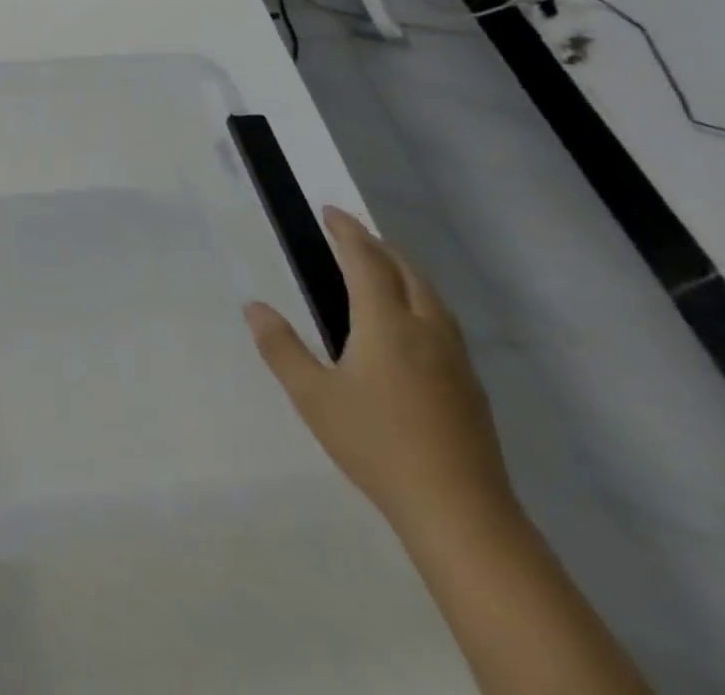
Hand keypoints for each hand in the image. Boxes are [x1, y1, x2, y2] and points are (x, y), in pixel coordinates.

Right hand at [243, 207, 513, 540]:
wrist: (461, 513)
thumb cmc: (377, 445)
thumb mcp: (312, 396)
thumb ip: (280, 347)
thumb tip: (254, 306)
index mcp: (386, 323)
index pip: (366, 260)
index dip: (348, 231)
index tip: (330, 211)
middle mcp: (425, 329)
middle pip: (406, 270)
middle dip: (378, 245)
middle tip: (351, 234)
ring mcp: (455, 358)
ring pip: (431, 295)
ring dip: (404, 270)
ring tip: (381, 267)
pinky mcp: (470, 385)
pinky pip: (443, 320)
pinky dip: (421, 299)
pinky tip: (411, 323)